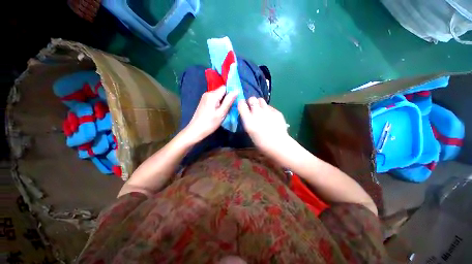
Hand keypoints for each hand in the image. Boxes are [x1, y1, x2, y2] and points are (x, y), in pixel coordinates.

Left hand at [184, 86, 237, 142]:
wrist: (196, 130)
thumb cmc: (210, 123)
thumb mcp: (222, 113)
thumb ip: (229, 101)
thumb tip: (236, 90)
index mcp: (212, 95)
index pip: (225, 87)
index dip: (231, 92)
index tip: (235, 101)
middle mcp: (208, 93)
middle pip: (221, 91)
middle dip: (227, 98)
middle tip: (230, 108)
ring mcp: (205, 97)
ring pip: (218, 95)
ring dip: (223, 101)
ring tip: (225, 111)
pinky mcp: (204, 102)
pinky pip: (214, 99)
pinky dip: (219, 103)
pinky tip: (219, 111)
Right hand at [237, 97, 289, 152]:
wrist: (278, 145)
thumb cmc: (261, 143)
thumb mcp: (250, 132)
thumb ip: (247, 121)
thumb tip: (247, 114)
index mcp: (249, 120)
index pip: (241, 104)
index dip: (241, 103)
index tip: (242, 105)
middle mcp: (257, 113)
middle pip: (252, 99)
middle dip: (251, 101)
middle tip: (252, 107)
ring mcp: (268, 111)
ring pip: (261, 100)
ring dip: (259, 103)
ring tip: (261, 110)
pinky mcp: (276, 112)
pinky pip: (270, 106)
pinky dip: (268, 109)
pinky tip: (270, 116)